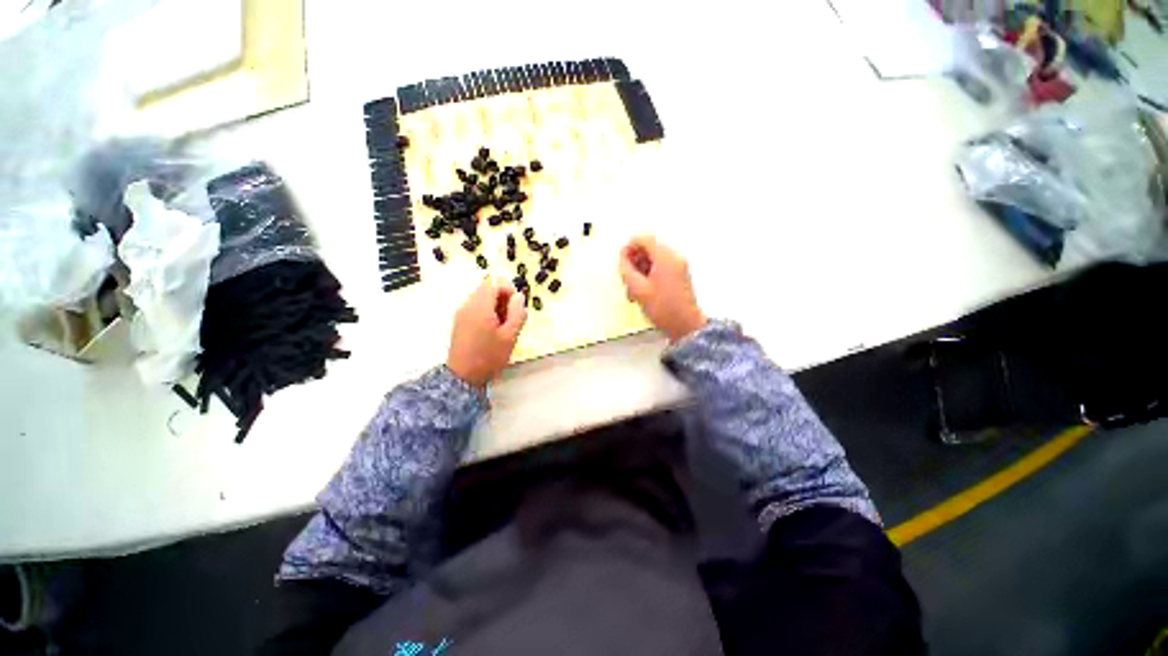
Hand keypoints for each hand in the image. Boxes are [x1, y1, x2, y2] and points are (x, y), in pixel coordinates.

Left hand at [447, 278, 527, 388]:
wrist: (463, 377)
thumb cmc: (489, 356)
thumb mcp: (510, 336)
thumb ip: (517, 313)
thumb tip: (519, 296)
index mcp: (480, 306)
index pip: (494, 282)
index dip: (509, 289)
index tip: (517, 305)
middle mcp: (468, 305)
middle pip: (487, 288)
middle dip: (503, 298)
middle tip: (512, 317)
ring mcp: (461, 313)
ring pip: (481, 297)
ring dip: (496, 305)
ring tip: (504, 325)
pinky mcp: (459, 322)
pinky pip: (475, 307)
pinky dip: (487, 311)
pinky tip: (493, 330)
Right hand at [619, 235, 706, 342]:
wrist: (685, 327)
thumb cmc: (664, 310)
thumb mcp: (638, 289)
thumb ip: (626, 270)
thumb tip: (622, 259)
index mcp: (665, 257)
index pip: (643, 238)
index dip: (628, 248)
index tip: (622, 262)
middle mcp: (674, 257)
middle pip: (648, 248)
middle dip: (634, 262)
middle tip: (627, 278)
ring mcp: (678, 266)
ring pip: (652, 259)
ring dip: (640, 270)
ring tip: (634, 290)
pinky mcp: (679, 275)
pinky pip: (659, 267)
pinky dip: (649, 275)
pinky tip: (643, 292)